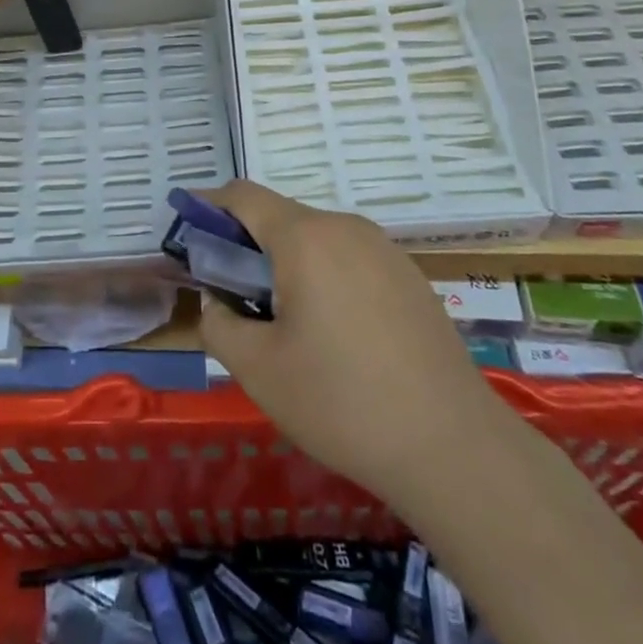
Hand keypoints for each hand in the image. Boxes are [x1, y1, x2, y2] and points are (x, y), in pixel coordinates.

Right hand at [198, 180, 500, 506]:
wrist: (454, 447)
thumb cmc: (342, 402)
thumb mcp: (258, 370)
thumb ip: (219, 324)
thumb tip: (220, 303)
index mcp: (305, 237)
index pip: (243, 196)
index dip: (208, 206)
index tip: (188, 232)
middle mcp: (346, 228)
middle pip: (281, 218)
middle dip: (248, 246)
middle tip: (235, 297)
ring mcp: (385, 251)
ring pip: (318, 241)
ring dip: (288, 264)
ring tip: (286, 324)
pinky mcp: (412, 278)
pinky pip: (352, 261)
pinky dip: (326, 278)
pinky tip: (337, 337)